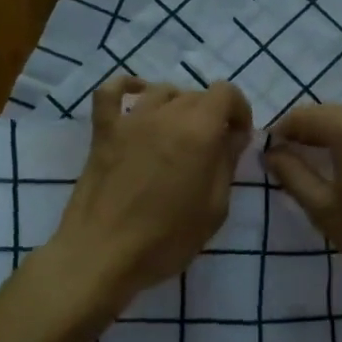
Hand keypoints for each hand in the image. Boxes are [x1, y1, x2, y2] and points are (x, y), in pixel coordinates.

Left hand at [48, 76, 252, 308]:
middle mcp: (165, 115)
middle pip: (195, 94)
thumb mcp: (214, 209)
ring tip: (178, 133)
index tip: (238, 138)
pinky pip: (110, 92)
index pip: (226, 93)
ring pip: (161, 91)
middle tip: (211, 148)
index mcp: (198, 132)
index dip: (238, 111)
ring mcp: (130, 120)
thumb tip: (233, 137)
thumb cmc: (166, 239)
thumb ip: (227, 165)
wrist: (102, 254)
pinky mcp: (103, 131)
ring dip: (177, 105)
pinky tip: (136, 97)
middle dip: (211, 114)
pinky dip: (126, 87)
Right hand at [263, 105, 341, 281]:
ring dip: (334, 137)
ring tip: (325, 170)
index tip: (270, 158)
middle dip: (307, 134)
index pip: (303, 116)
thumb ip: (293, 176)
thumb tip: (273, 154)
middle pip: (330, 114)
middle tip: (294, 166)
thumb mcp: (325, 210)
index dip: (280, 133)